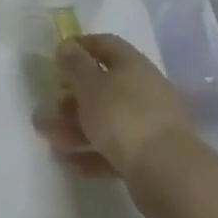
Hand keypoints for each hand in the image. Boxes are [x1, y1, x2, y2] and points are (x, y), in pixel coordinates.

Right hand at [38, 33, 201, 180]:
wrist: (167, 172)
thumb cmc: (123, 117)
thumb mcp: (91, 85)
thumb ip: (75, 64)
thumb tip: (67, 44)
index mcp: (132, 65)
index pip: (105, 45)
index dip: (80, 47)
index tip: (57, 57)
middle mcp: (144, 90)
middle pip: (103, 86)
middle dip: (72, 98)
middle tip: (50, 108)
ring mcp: (149, 124)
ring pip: (106, 120)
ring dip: (76, 128)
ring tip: (52, 141)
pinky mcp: (149, 156)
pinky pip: (115, 149)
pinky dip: (93, 153)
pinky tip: (72, 163)